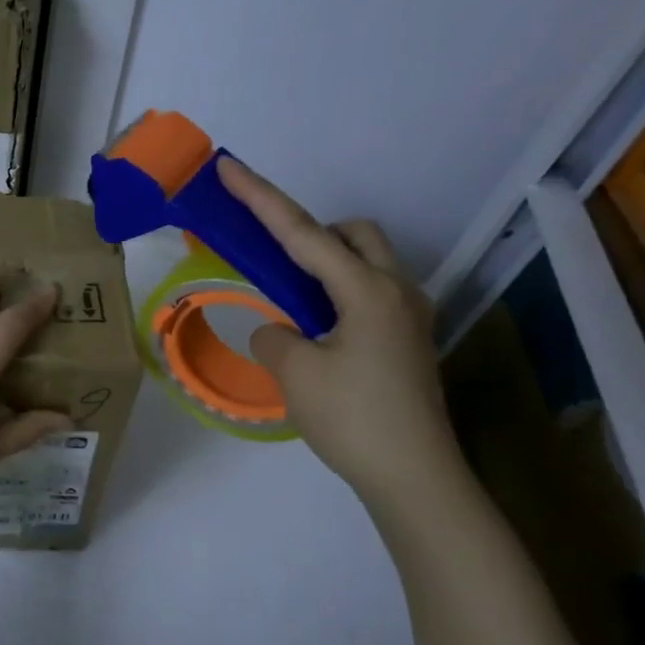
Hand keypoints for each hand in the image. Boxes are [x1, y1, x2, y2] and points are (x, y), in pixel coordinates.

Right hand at [218, 157, 462, 502]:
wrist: (414, 477)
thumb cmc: (353, 419)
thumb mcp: (295, 373)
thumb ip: (274, 335)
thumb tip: (281, 330)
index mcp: (365, 291)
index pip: (302, 233)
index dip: (260, 198)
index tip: (229, 167)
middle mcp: (396, 291)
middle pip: (354, 235)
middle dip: (314, 233)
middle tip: (278, 264)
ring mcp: (409, 316)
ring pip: (367, 264)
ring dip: (328, 266)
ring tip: (294, 305)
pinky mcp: (409, 340)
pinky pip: (371, 294)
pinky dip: (339, 294)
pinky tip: (319, 333)